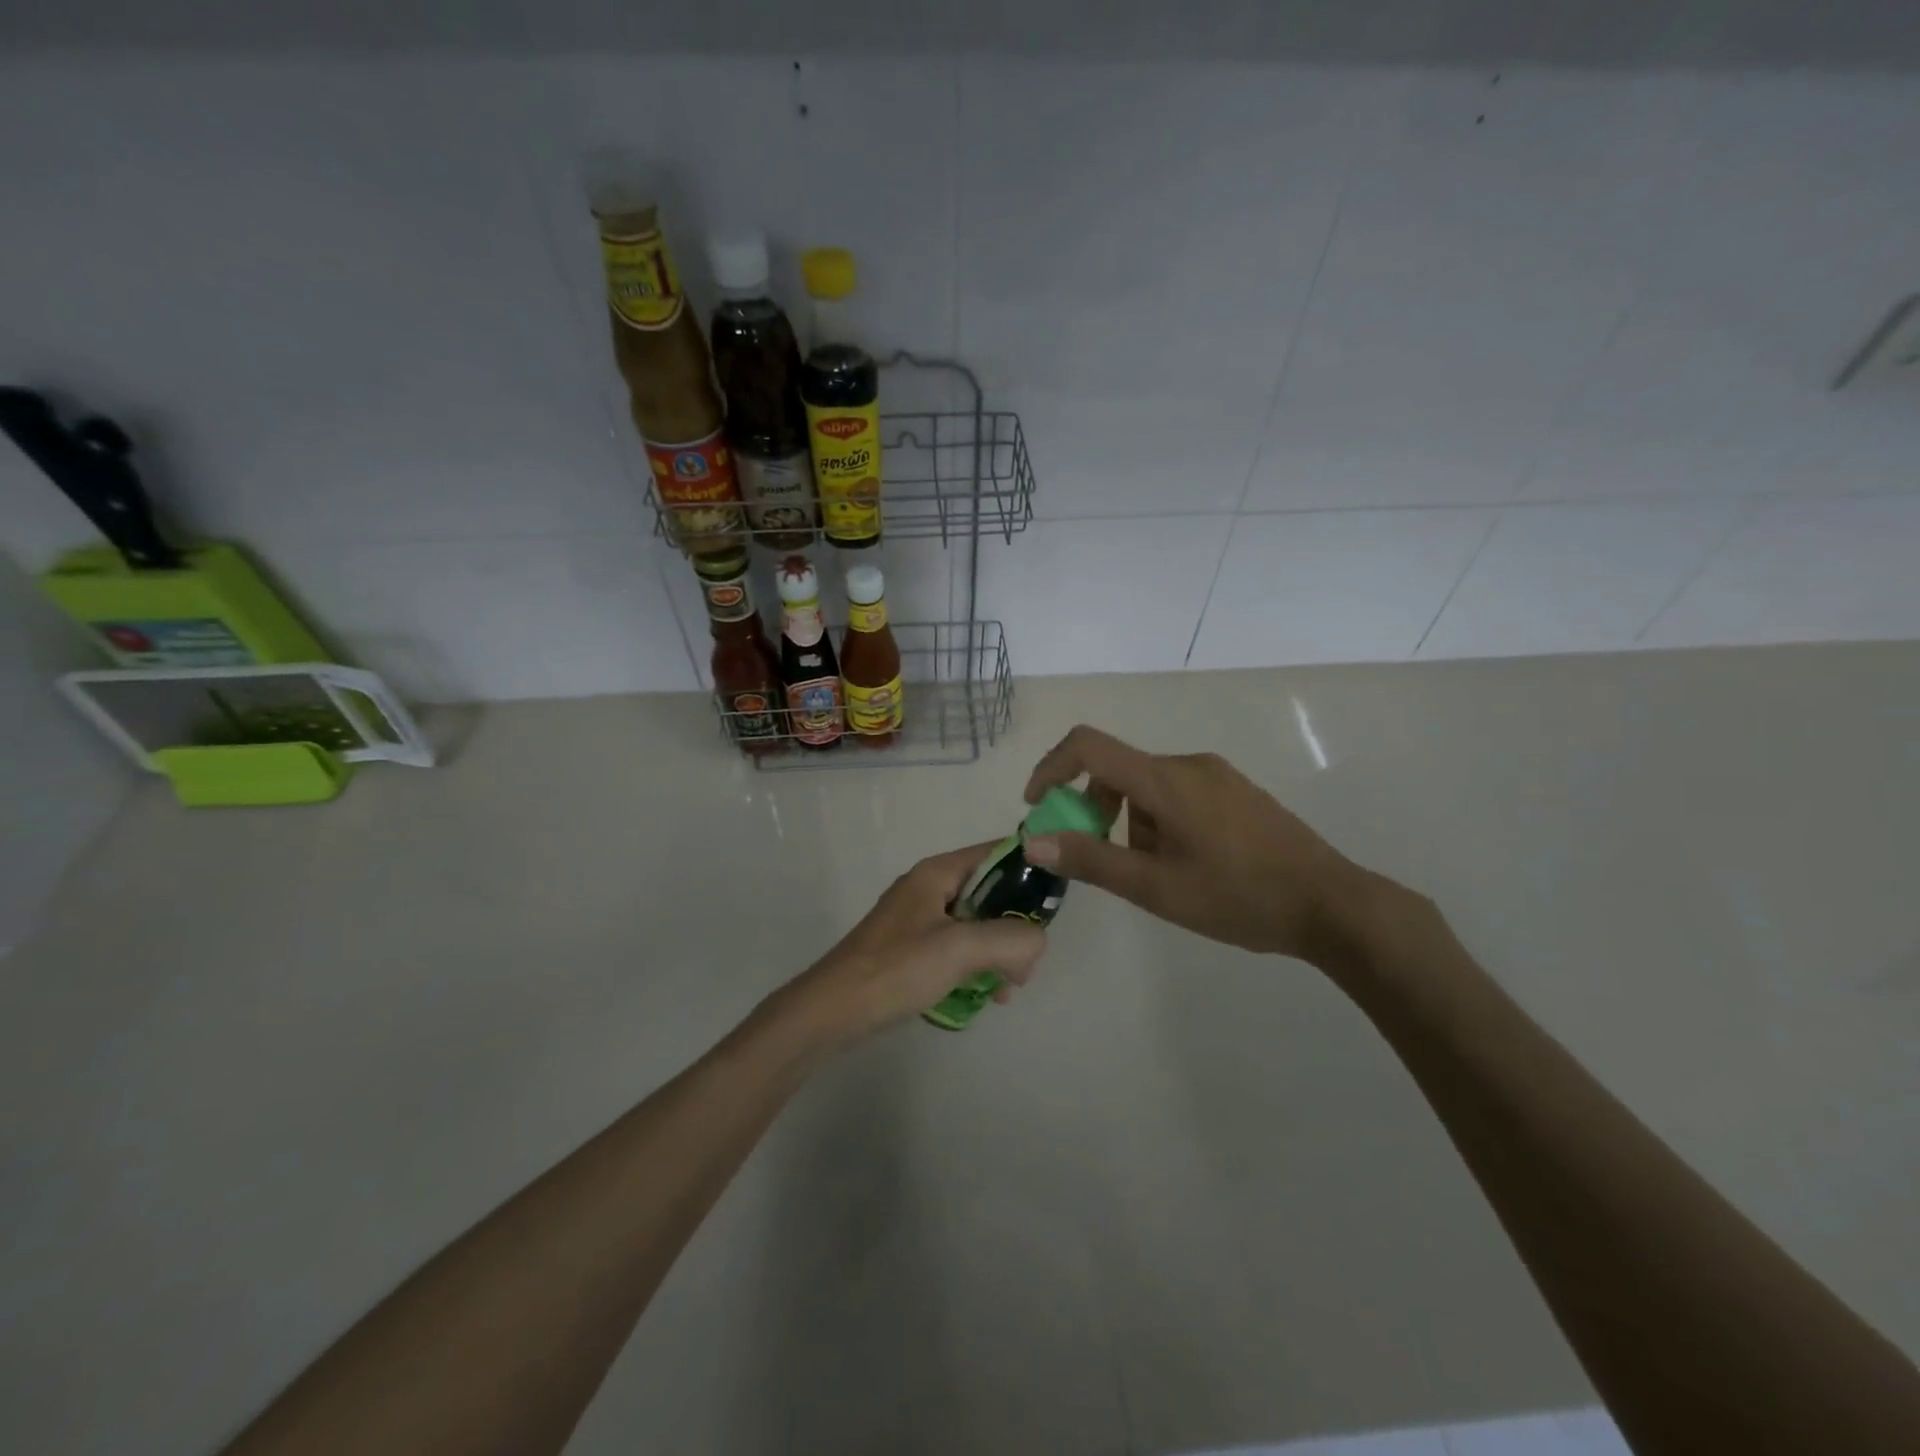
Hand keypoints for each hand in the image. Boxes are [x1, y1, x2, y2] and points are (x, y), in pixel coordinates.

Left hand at [775, 843, 1047, 1042]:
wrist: (831, 1011)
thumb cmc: (895, 969)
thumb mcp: (960, 948)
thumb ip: (1010, 938)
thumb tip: (1038, 941)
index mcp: (938, 872)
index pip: (997, 852)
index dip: (1030, 868)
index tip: (1056, 899)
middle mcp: (930, 888)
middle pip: (991, 892)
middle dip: (1016, 924)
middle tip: (1028, 961)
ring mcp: (919, 920)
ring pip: (977, 924)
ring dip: (999, 951)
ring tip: (1008, 987)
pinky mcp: (912, 950)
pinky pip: (958, 948)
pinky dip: (977, 967)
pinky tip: (985, 998)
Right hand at [1022, 725, 1371, 963]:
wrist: (1332, 904)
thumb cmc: (1238, 896)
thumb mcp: (1156, 887)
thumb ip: (1091, 859)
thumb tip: (1032, 841)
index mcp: (1166, 779)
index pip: (1089, 746)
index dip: (1052, 767)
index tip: (1038, 807)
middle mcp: (1189, 764)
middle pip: (1118, 771)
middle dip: (1094, 810)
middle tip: (1097, 858)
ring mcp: (1217, 776)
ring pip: (1147, 788)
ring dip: (1130, 824)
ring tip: (1155, 875)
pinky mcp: (1235, 791)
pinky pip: (1177, 793)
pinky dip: (1158, 821)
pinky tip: (1185, 865)